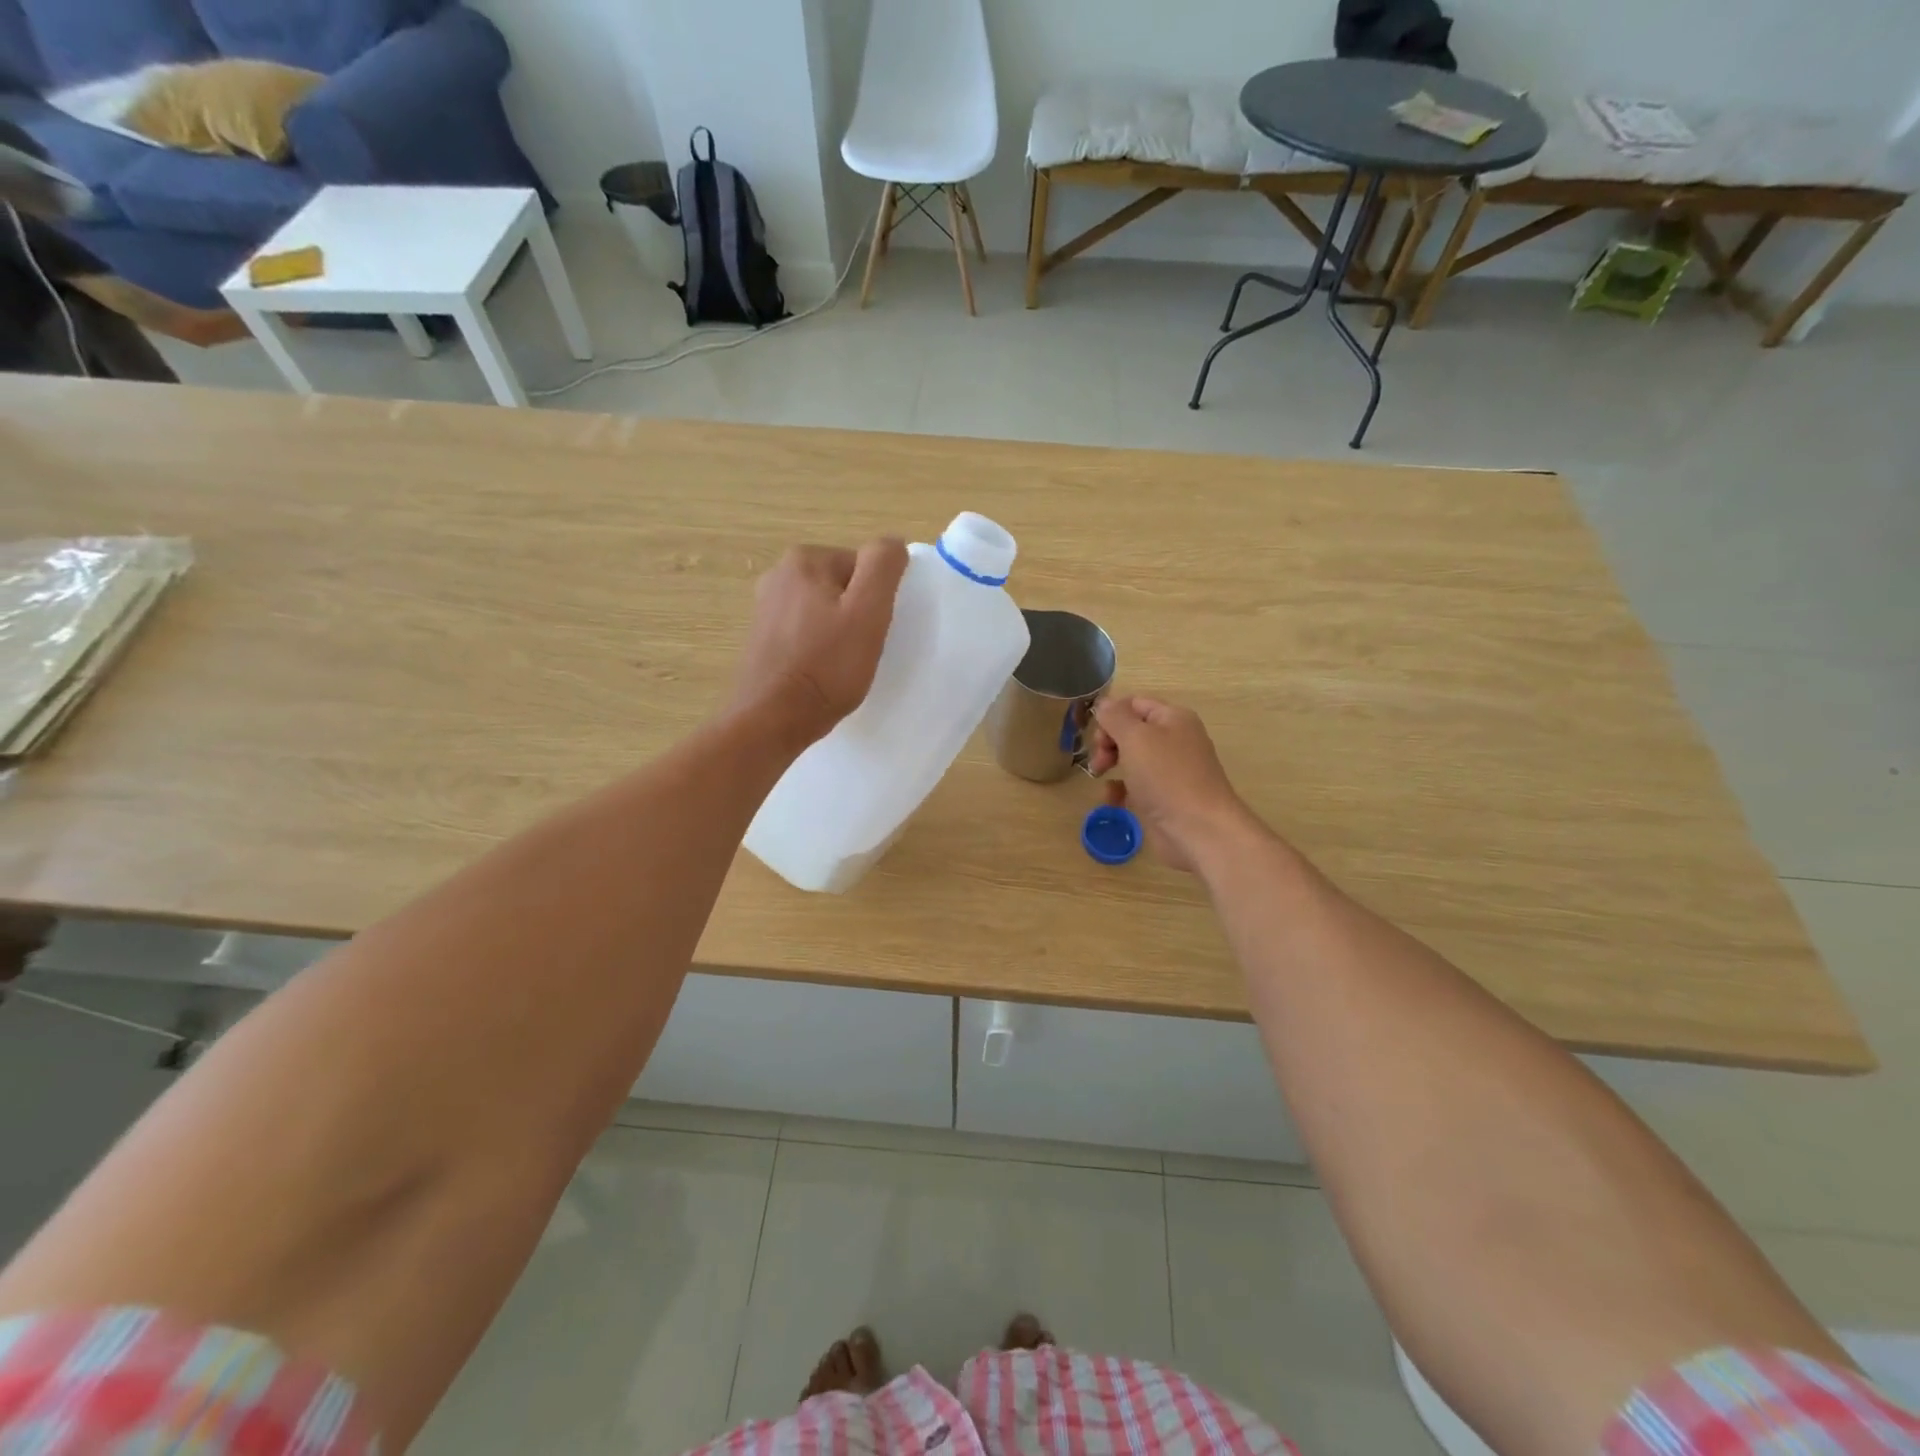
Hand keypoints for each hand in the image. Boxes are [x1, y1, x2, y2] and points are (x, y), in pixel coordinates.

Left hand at [734, 538, 908, 746]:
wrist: (772, 719)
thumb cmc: (826, 667)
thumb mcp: (868, 612)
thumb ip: (883, 566)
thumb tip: (892, 543)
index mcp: (804, 560)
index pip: (863, 567)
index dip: (877, 599)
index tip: (873, 631)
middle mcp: (778, 574)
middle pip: (843, 586)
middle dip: (857, 614)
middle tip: (861, 649)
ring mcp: (765, 607)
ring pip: (825, 610)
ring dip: (839, 632)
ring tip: (842, 664)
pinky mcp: (761, 638)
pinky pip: (805, 631)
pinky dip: (818, 647)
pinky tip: (821, 672)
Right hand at [1088, 696, 1251, 872]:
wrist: (1199, 830)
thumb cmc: (1167, 777)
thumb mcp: (1136, 738)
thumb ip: (1115, 717)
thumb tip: (1103, 703)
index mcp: (1173, 718)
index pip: (1134, 704)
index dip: (1111, 715)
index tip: (1095, 735)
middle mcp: (1173, 740)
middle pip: (1130, 730)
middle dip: (1108, 741)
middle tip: (1100, 759)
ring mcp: (1169, 771)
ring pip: (1130, 758)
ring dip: (1110, 764)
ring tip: (1100, 776)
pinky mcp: (1163, 797)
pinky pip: (1134, 785)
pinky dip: (1119, 789)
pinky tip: (1112, 799)